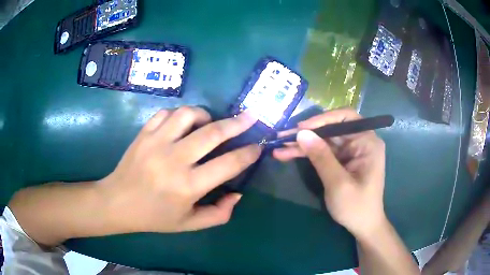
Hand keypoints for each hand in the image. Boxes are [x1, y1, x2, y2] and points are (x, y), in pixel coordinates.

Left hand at [99, 106, 260, 232]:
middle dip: (237, 123)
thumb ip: (219, 213)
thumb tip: (237, 193)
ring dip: (205, 115)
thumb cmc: (154, 216)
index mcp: (188, 186)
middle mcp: (174, 160)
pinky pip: (166, 113)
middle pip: (213, 132)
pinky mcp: (143, 134)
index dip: (248, 153)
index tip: (257, 147)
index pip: (229, 164)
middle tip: (251, 117)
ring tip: (209, 123)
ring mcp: (156, 142)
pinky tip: (182, 125)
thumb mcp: (189, 224)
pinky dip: (179, 114)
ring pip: (188, 114)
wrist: (118, 203)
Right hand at [273, 109, 386, 238]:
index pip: (346, 118)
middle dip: (307, 134)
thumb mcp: (338, 183)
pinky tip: (288, 154)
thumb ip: (321, 157)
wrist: (362, 226)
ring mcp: (350, 151)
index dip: (323, 119)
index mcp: (367, 142)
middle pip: (331, 129)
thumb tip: (301, 133)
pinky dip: (307, 154)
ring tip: (279, 147)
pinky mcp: (342, 160)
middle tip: (282, 137)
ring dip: (303, 144)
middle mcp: (360, 142)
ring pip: (324, 140)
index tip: (301, 127)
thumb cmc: (356, 207)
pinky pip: (323, 152)